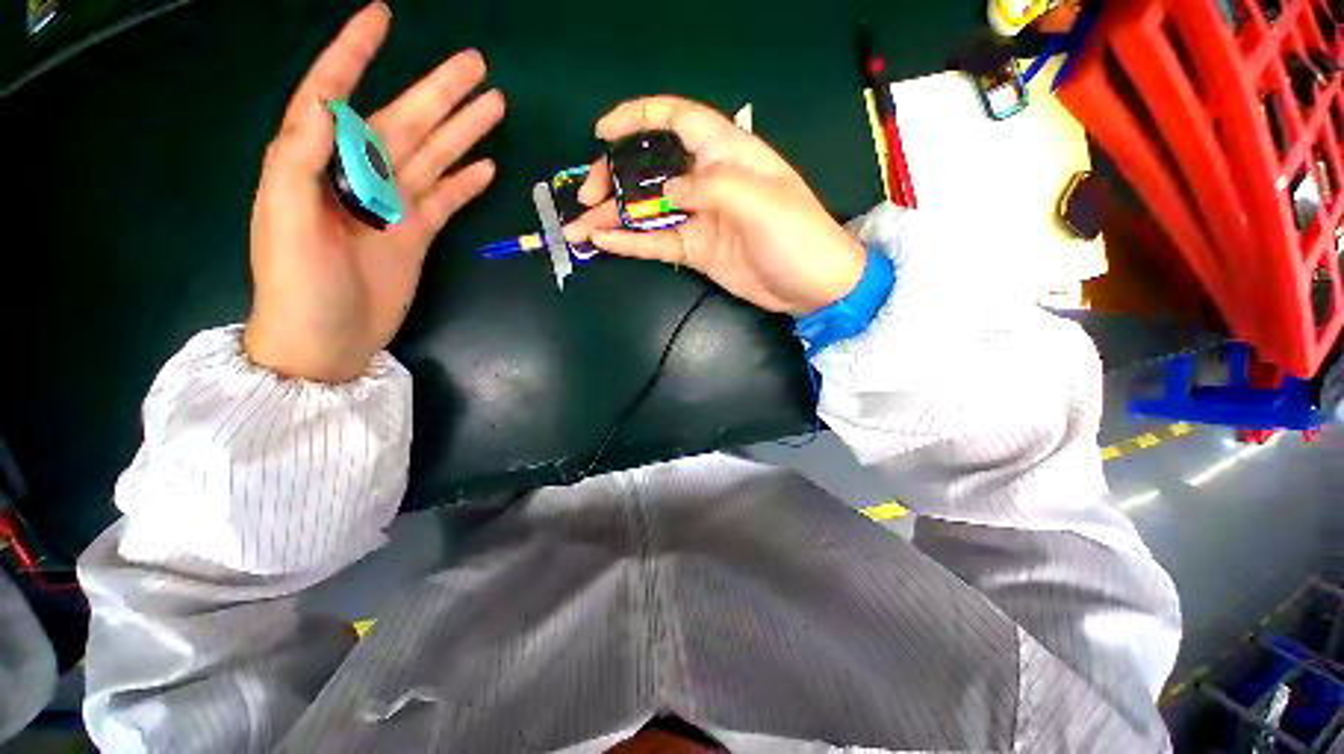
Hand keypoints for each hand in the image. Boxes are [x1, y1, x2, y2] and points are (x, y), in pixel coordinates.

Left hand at [245, 3, 504, 381]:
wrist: (325, 342)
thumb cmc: (296, 287)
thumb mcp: (286, 221)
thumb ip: (299, 159)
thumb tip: (327, 105)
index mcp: (314, 164)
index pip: (332, 95)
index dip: (354, 54)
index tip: (382, 18)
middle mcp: (356, 176)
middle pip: (402, 122)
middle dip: (437, 91)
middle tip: (476, 65)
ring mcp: (391, 207)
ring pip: (431, 157)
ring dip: (461, 132)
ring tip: (493, 106)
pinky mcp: (414, 235)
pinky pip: (444, 200)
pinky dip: (463, 183)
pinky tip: (484, 165)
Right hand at [564, 96, 864, 315]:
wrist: (810, 286)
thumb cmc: (796, 235)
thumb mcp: (760, 201)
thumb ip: (711, 187)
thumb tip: (666, 192)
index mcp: (727, 153)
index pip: (677, 119)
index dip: (638, 117)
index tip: (602, 131)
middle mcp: (707, 181)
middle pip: (651, 167)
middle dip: (615, 176)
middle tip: (589, 195)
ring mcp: (698, 218)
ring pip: (647, 210)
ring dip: (612, 216)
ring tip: (577, 226)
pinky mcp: (695, 250)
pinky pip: (656, 242)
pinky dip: (629, 242)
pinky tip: (602, 242)